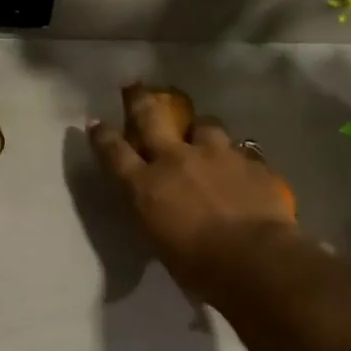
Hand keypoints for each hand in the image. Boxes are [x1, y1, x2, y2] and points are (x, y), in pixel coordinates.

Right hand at [88, 87, 298, 298]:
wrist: (255, 258)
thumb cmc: (199, 266)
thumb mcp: (161, 244)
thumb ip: (156, 216)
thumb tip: (159, 210)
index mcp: (145, 186)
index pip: (114, 153)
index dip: (102, 136)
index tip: (95, 122)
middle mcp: (175, 159)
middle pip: (150, 118)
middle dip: (138, 99)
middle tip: (133, 84)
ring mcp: (214, 154)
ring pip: (203, 124)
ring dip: (200, 128)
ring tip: (203, 132)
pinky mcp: (248, 160)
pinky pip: (239, 150)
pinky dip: (234, 156)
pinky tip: (240, 166)